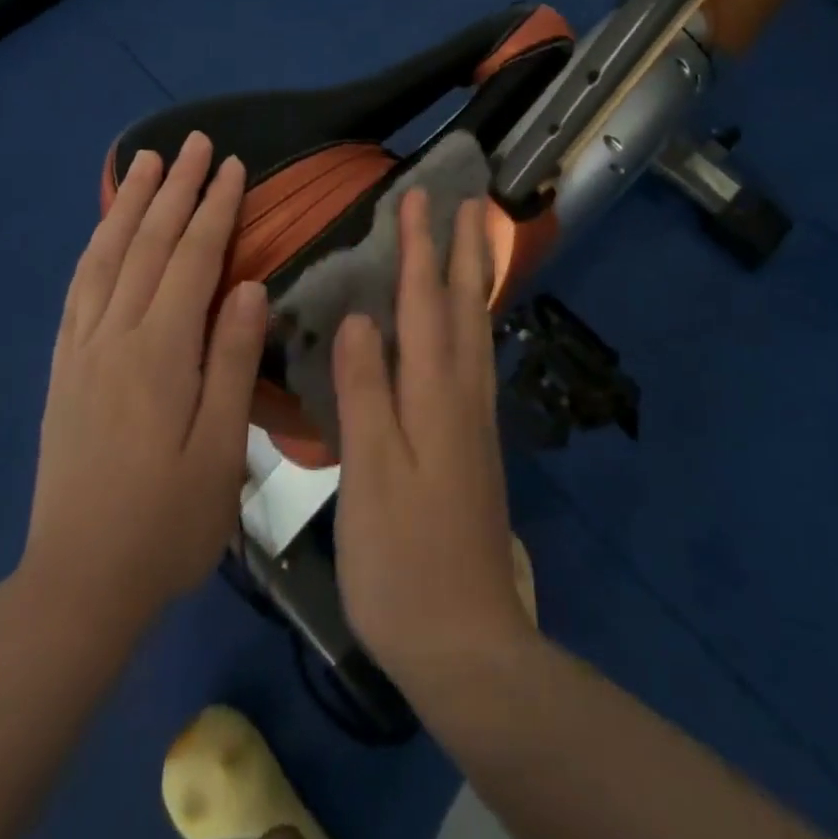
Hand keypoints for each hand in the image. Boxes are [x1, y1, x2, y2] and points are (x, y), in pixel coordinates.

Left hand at [20, 132, 267, 630]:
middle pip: (148, 245)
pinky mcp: (64, 369)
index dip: (214, 210)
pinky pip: (78, 290)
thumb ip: (232, 360)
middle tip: (195, 144)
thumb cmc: (168, 520)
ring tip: (146, 163)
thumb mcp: (222, 449)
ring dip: (130, 205)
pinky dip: (95, 248)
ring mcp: (82, 350)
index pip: (192, 260)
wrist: (78, 582)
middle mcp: (115, 336)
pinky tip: (105, 232)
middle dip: (175, 189)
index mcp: (160, 353)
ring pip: (107, 258)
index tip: (233, 168)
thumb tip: (250, 287)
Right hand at [331, 190, 532, 688]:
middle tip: (469, 202)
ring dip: (475, 280)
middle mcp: (463, 396)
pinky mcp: (476, 444)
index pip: (426, 304)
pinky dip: (474, 322)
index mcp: (435, 397)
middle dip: (463, 250)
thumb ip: (365, 392)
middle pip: (465, 307)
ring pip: (478, 331)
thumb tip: (359, 317)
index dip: (420, 249)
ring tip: (475, 244)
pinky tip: (469, 325)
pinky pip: (477, 359)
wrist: (465, 641)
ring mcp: (476, 421)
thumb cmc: (403, 559)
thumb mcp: (371, 475)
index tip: (418, 197)